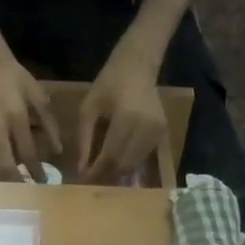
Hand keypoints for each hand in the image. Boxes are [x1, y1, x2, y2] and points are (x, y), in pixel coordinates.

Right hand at [0, 51, 60, 176]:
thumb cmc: (14, 77)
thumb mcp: (37, 95)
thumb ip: (49, 123)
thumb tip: (58, 150)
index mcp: (16, 116)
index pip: (27, 152)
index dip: (36, 170)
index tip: (43, 181)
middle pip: (4, 165)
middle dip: (17, 180)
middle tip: (27, 187)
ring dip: (3, 177)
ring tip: (14, 181)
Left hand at [77, 45, 167, 182]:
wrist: (138, 65)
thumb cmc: (109, 83)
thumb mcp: (88, 108)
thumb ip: (84, 140)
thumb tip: (81, 170)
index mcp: (126, 117)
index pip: (110, 155)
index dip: (96, 171)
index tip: (83, 179)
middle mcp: (146, 127)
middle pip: (124, 164)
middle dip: (107, 175)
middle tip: (92, 179)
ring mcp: (157, 131)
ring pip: (135, 164)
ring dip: (118, 172)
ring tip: (103, 171)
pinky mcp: (163, 133)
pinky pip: (143, 157)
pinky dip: (129, 163)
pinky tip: (117, 161)